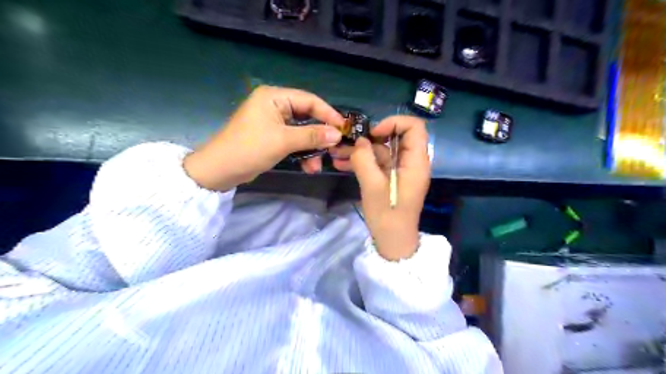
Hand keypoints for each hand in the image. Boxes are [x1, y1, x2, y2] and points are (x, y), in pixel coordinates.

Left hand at [184, 86, 345, 191]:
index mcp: (274, 97)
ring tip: (318, 165)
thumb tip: (337, 134)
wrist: (220, 170)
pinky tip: (309, 166)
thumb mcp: (283, 141)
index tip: (343, 128)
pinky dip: (302, 153)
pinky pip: (293, 141)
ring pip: (301, 132)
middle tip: (334, 148)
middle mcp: (275, 105)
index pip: (309, 100)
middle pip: (306, 116)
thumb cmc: (249, 149)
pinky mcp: (272, 136)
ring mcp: (273, 122)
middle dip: (319, 136)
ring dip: (311, 148)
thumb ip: (312, 136)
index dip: (328, 114)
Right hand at [333, 116, 432, 261]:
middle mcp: (411, 163)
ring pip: (382, 151)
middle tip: (347, 142)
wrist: (393, 243)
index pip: (414, 127)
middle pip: (394, 138)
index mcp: (416, 162)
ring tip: (336, 154)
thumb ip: (365, 160)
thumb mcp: (373, 187)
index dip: (393, 123)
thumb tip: (359, 142)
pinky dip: (362, 162)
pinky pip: (378, 164)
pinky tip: (341, 164)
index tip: (373, 134)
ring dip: (361, 151)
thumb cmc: (388, 217)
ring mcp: (401, 171)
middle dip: (369, 138)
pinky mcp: (392, 179)